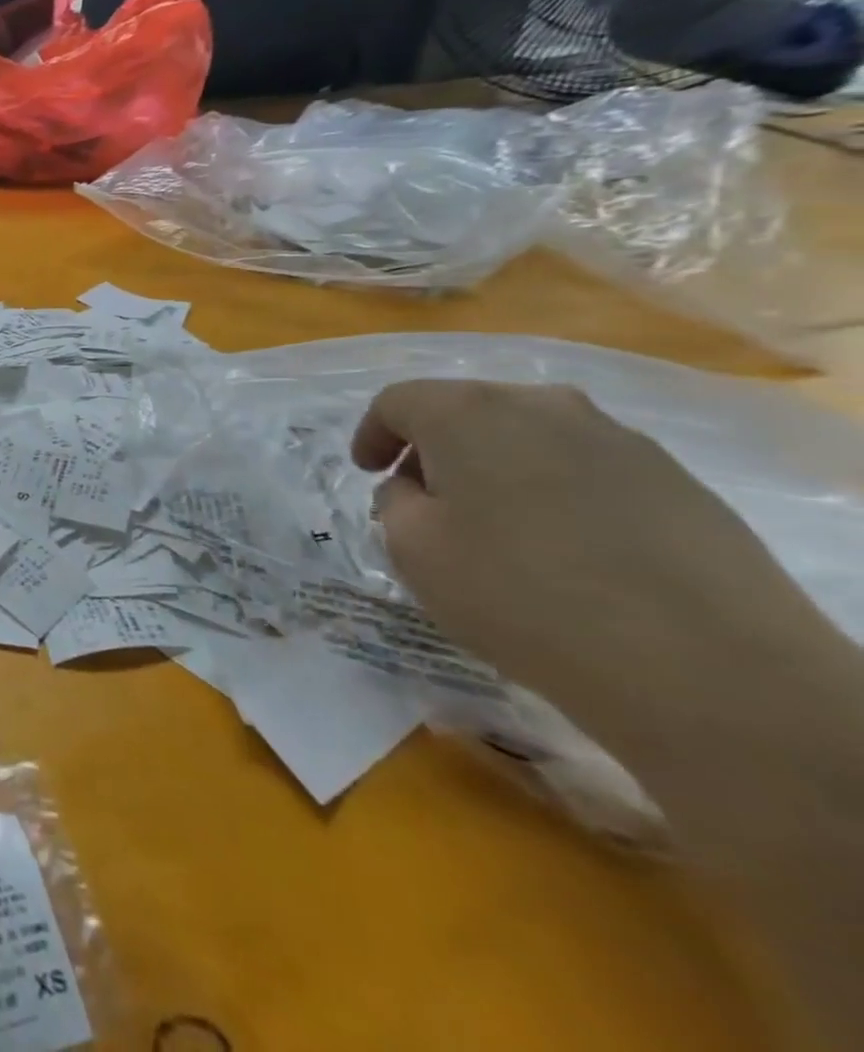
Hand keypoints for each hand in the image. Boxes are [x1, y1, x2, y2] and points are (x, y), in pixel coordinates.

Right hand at [350, 380, 839, 750]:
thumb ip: (397, 503)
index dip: (372, 433)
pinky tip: (562, 549)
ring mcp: (617, 439)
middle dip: (435, 449)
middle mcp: (541, 406)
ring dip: (497, 468)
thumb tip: (418, 488)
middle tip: (424, 500)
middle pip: (466, 410)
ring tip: (495, 527)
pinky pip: (585, 469)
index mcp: (467, 413)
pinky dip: (554, 492)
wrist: (703, 667)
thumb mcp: (413, 550)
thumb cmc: (519, 594)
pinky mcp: (675, 481)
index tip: (367, 472)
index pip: (398, 402)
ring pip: (529, 437)